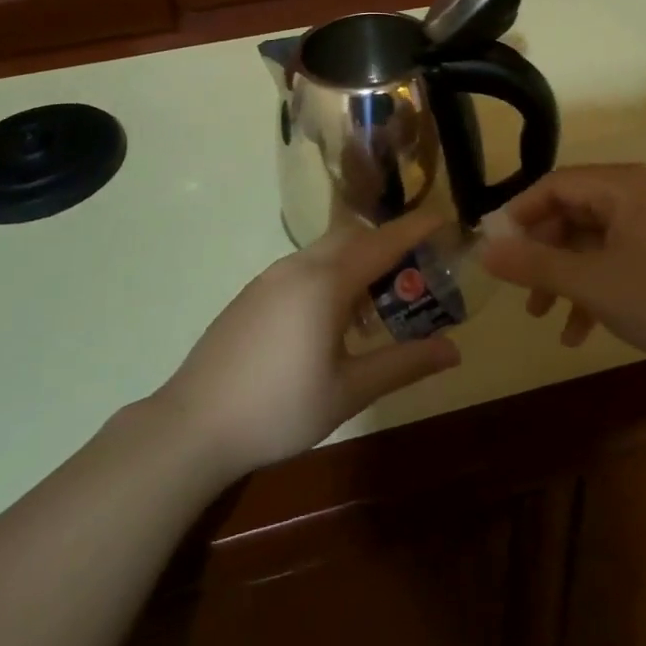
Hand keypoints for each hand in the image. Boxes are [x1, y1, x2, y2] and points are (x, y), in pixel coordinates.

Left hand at [156, 209, 460, 481]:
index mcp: (325, 282)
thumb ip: (403, 364)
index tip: (445, 220)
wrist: (193, 425)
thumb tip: (453, 350)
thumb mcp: (349, 391)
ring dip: (357, 262)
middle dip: (388, 244)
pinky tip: (332, 320)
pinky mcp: (252, 293)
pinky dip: (330, 275)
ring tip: (377, 304)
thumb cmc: (279, 409)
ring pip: (325, 251)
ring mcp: (270, 277)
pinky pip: (303, 267)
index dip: (416, 228)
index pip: (382, 241)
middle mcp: (298, 267)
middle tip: (417, 270)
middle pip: (353, 237)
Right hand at [477, 163, 645, 370]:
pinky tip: (581, 330)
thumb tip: (484, 249)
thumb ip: (535, 265)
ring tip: (543, 317)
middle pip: (572, 213)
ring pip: (593, 241)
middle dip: (542, 254)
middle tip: (519, 288)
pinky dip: (596, 287)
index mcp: (621, 187)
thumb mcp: (594, 283)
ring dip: (565, 277)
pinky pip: (618, 258)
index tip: (495, 248)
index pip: (554, 185)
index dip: (518, 214)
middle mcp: (637, 194)